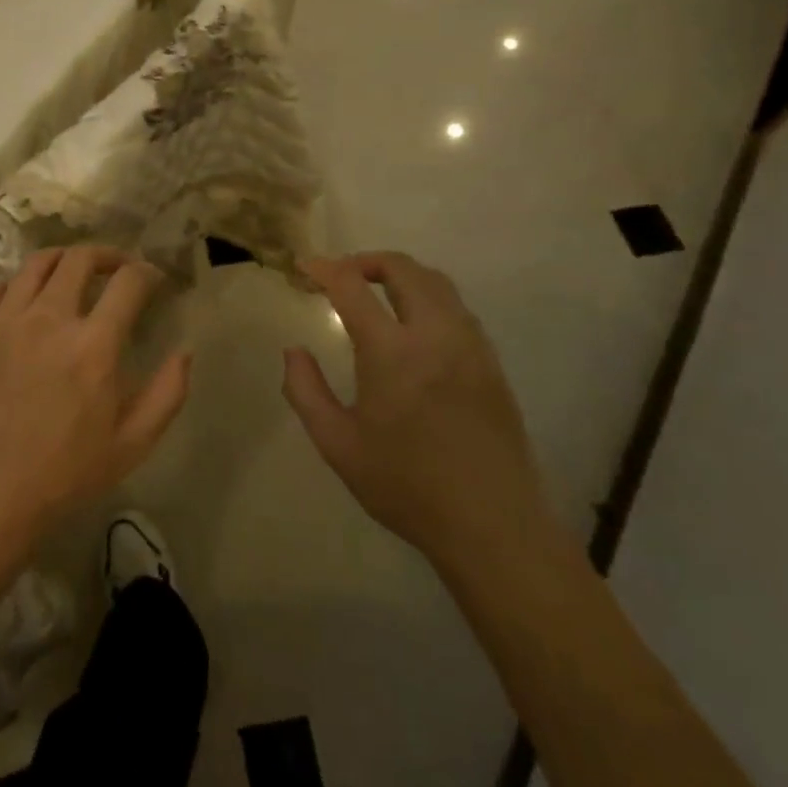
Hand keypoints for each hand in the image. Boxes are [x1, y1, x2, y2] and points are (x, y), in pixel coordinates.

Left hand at [0, 245, 191, 562]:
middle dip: (107, 256)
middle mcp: (49, 320)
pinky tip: (26, 298)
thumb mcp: (133, 444)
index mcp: (93, 346)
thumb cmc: (65, 475)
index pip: (128, 282)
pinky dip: (18, 282)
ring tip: (74, 272)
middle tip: (117, 269)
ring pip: (37, 263)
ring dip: (64, 259)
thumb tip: (186, 350)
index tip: (153, 279)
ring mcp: (5, 322)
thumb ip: (168, 392)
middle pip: (81, 258)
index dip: (147, 272)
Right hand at [282, 252, 555, 577]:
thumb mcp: (338, 445)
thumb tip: (294, 351)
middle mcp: (435, 334)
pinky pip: (456, 308)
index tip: (304, 267)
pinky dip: (427, 297)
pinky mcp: (491, 362)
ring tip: (375, 293)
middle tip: (340, 276)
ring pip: (436, 282)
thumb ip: (306, 391)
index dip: (324, 268)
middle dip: (364, 261)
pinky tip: (412, 326)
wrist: (493, 526)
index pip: (352, 286)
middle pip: (402, 268)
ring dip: (400, 275)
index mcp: (392, 352)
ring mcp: (470, 345)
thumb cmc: (407, 487)